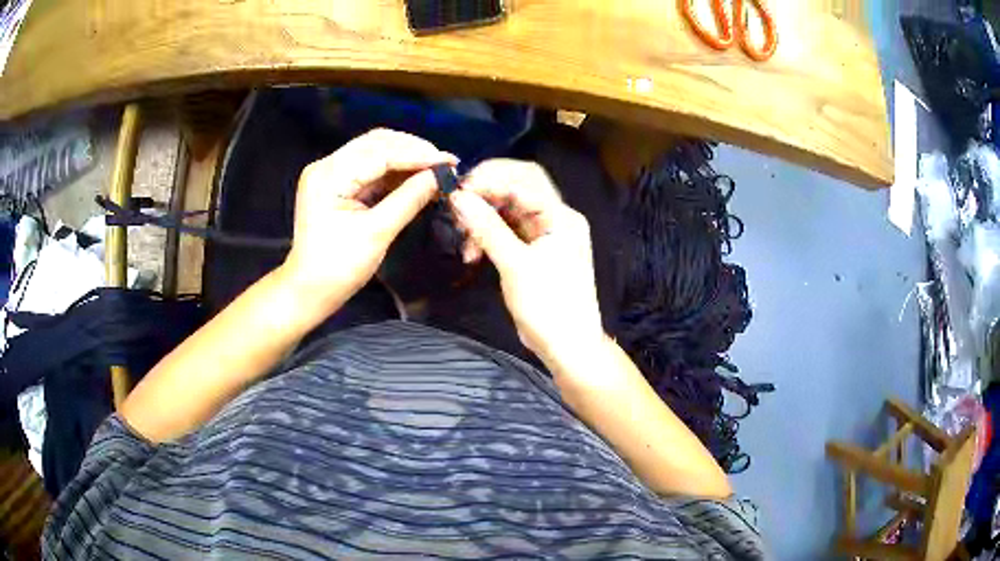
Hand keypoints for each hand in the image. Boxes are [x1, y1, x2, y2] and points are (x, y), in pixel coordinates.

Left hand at [283, 129, 456, 308]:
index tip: (450, 161)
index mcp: (329, 176)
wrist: (310, 290)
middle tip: (445, 164)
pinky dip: (394, 170)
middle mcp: (326, 165)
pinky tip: (416, 176)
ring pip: (374, 151)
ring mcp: (329, 172)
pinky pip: (369, 167)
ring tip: (436, 169)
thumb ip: (409, 199)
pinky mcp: (335, 183)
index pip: (380, 153)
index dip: (418, 154)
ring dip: (406, 158)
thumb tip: (440, 176)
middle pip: (376, 143)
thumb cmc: (339, 267)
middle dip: (413, 150)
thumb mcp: (377, 233)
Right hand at [449, 159, 604, 364]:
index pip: (524, 180)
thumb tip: (458, 198)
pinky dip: (487, 235)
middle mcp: (555, 218)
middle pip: (517, 188)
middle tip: (458, 206)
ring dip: (483, 218)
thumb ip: (487, 229)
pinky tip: (472, 252)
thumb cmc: (549, 306)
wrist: (567, 345)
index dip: (490, 179)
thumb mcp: (516, 266)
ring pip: (508, 210)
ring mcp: (543, 234)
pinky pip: (506, 230)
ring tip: (464, 240)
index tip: (459, 191)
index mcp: (561, 216)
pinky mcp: (532, 250)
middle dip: (486, 194)